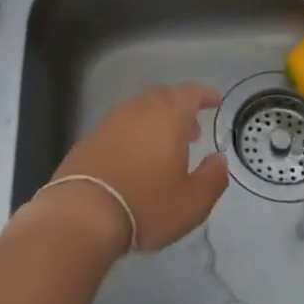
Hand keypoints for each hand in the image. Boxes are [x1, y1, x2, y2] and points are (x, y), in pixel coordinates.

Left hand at [39, 83, 227, 253]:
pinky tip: (135, 158)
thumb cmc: (146, 204)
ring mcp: (111, 120)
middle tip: (192, 130)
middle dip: (181, 108)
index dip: (205, 94)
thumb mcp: (192, 202)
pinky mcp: (91, 136)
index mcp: (168, 115)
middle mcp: (139, 108)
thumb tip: (219, 160)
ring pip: (141, 109)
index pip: (190, 92)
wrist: (84, 212)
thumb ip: (213, 178)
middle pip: (164, 96)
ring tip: (165, 148)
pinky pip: (121, 125)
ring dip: (157, 120)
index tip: (215, 101)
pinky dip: (135, 133)